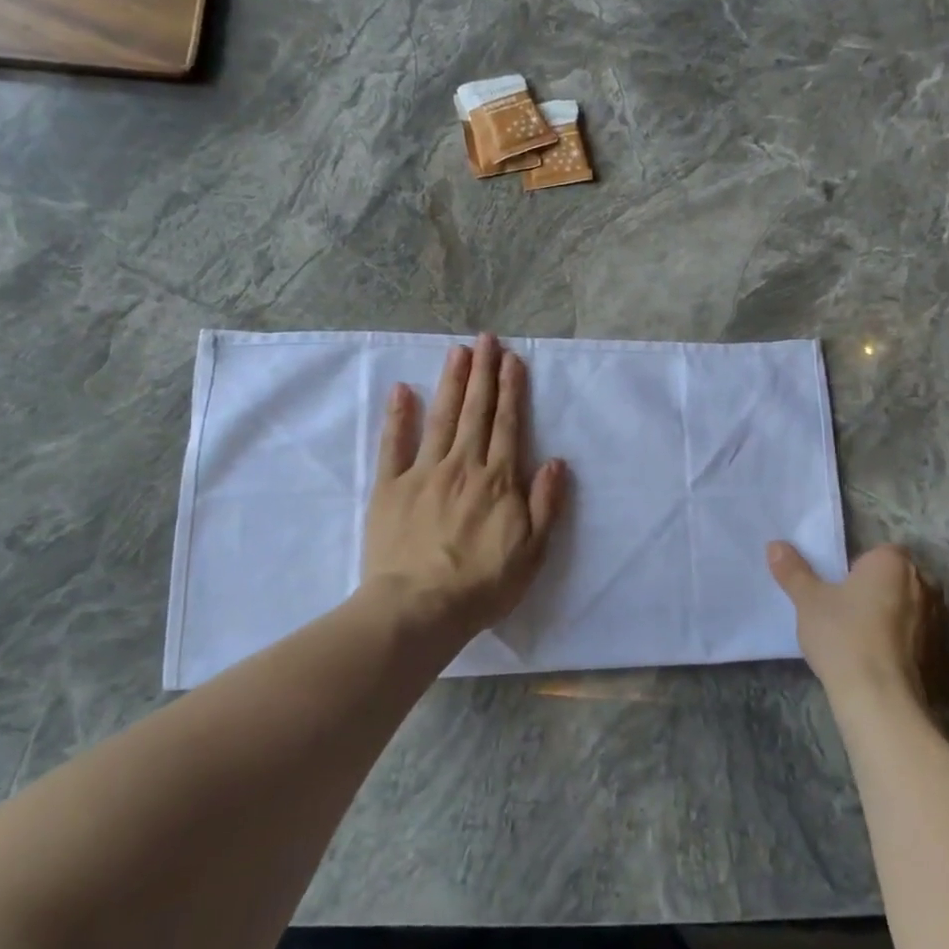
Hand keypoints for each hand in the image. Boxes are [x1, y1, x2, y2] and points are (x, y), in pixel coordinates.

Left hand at [362, 333, 566, 635]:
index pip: (508, 424)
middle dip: (483, 373)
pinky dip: (399, 416)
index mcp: (498, 480)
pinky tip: (402, 390)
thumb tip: (557, 462)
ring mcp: (424, 473)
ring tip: (457, 351)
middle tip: (485, 339)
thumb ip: (546, 504)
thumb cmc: (482, 585)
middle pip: (476, 412)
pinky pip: (394, 445)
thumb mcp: (533, 552)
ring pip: (441, 418)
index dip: (511, 389)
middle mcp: (463, 465)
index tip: (511, 359)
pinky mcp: (390, 488)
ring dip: (451, 382)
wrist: (419, 608)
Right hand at [767, 541, 938, 705]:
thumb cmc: (843, 634)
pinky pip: (914, 635)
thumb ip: (793, 570)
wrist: (879, 697)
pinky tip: (875, 656)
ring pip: (907, 607)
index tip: (839, 585)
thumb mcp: (808, 600)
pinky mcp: (937, 651)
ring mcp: (936, 619)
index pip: (880, 551)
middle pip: (895, 578)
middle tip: (844, 607)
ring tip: (858, 635)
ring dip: (889, 614)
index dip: (859, 566)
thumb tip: (775, 545)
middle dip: (876, 588)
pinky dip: (899, 640)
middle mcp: (922, 584)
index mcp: (893, 563)